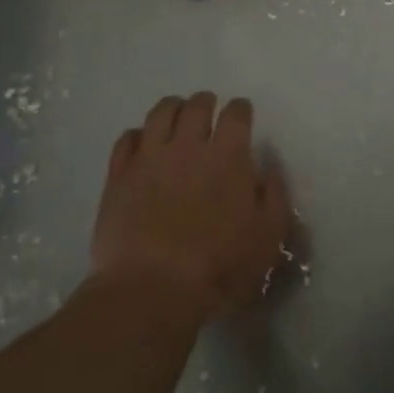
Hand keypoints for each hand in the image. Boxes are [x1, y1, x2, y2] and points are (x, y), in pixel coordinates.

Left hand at [89, 92, 290, 322]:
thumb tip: (268, 169)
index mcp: (228, 157)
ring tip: (176, 116)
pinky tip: (141, 143)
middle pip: (197, 105)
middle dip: (206, 102)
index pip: (236, 114)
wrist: (151, 290)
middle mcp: (188, 146)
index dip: (240, 109)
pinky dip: (137, 135)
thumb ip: (274, 197)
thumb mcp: (267, 239)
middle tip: (208, 110)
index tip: (242, 114)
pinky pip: (126, 139)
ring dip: (172, 108)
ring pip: (160, 113)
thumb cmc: (218, 268)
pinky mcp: (119, 175)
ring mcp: (150, 158)